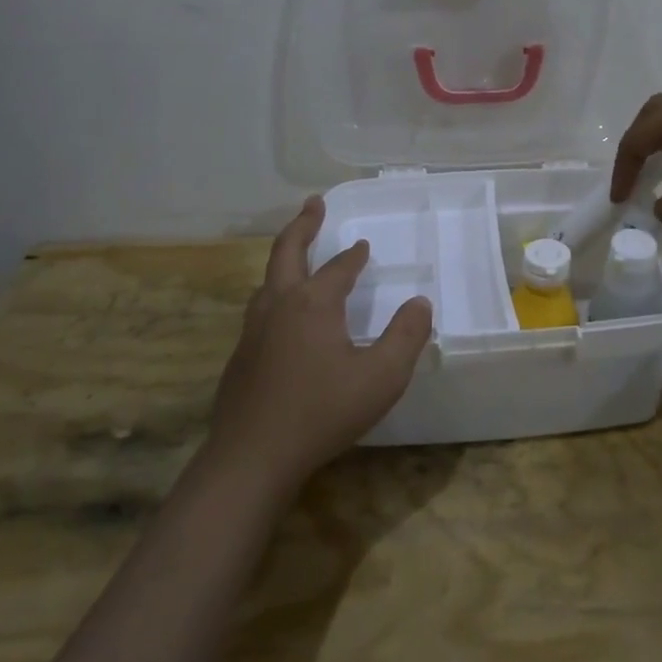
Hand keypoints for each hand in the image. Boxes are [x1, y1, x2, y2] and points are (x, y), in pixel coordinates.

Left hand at [204, 196, 432, 493]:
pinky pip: (260, 308)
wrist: (251, 457)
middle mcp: (279, 305)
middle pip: (287, 252)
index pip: (338, 268)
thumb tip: (420, 303)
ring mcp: (253, 331)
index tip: (363, 245)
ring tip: (296, 254)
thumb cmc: (322, 412)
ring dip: (285, 257)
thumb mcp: (381, 377)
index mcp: (314, 304)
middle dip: (303, 225)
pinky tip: (282, 315)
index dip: (354, 256)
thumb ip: (406, 337)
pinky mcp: (240, 357)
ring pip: (268, 280)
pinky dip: (275, 292)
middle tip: (313, 204)